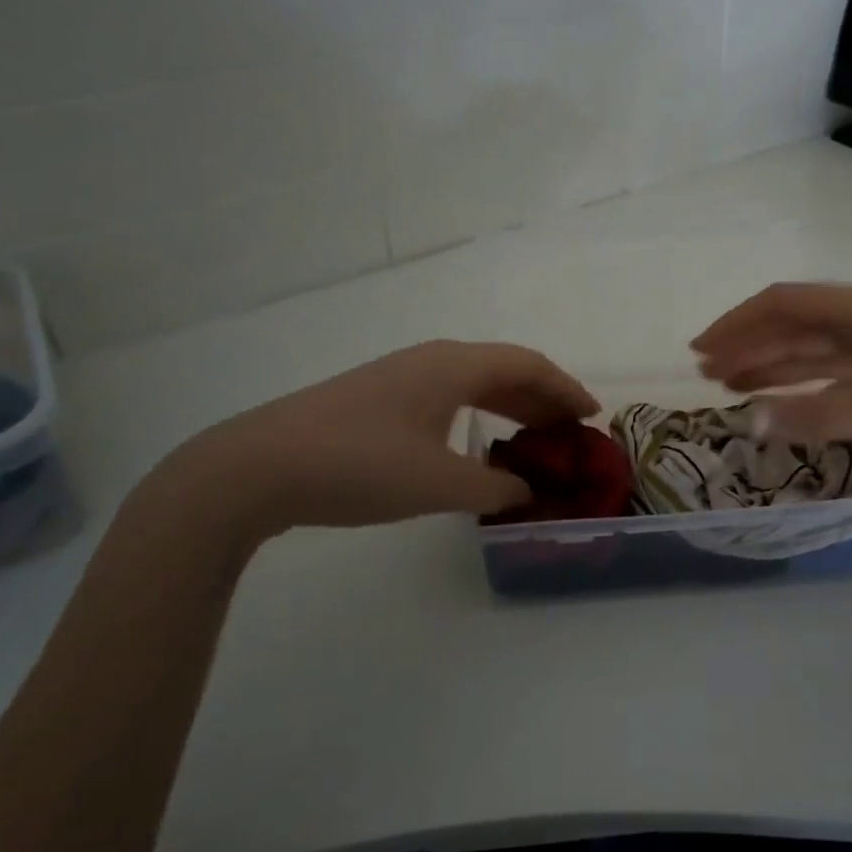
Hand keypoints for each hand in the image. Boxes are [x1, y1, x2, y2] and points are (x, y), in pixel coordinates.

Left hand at [160, 341, 597, 536]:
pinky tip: (475, 443)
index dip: (566, 389)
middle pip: (503, 369)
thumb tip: (527, 491)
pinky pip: (447, 396)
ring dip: (509, 406)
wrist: (258, 467)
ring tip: (534, 439)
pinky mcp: (377, 398)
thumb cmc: (359, 466)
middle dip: (542, 398)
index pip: (528, 365)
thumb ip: (493, 487)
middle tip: (570, 433)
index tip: (593, 416)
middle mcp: (431, 360)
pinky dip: (477, 414)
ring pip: (473, 382)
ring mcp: (400, 376)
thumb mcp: (438, 483)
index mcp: (453, 367)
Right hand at [691, 282, 851, 462]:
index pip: (781, 304)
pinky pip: (838, 367)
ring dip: (773, 363)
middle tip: (707, 374)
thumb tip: (748, 421)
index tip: (699, 351)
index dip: (735, 324)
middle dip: (748, 345)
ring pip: (815, 347)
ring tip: (732, 385)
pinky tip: (788, 397)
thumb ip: (813, 415)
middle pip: (794, 323)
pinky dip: (807, 381)